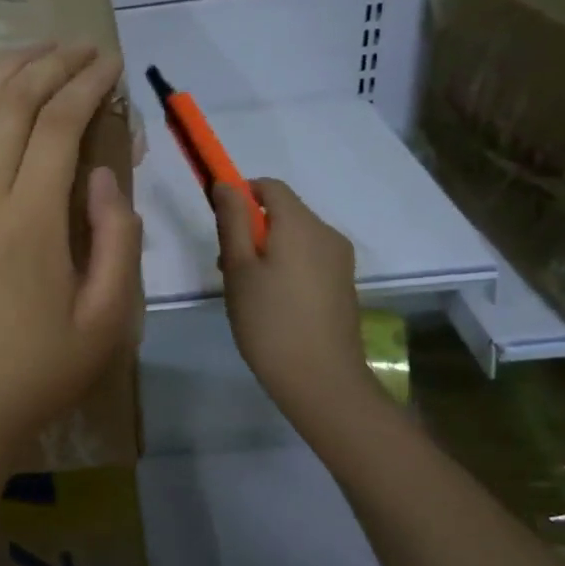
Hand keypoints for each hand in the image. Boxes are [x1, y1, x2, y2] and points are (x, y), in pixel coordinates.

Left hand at [0, 43, 140, 467]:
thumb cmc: (43, 368)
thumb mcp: (107, 318)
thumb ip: (117, 240)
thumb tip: (108, 175)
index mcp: (30, 222)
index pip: (59, 126)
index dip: (88, 85)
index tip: (112, 64)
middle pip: (13, 104)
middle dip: (52, 64)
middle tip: (84, 48)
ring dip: (5, 68)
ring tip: (38, 47)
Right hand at [215, 178, 380, 423]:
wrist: (321, 381)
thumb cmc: (269, 321)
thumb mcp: (239, 269)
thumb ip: (233, 222)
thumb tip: (227, 184)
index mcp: (300, 224)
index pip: (269, 187)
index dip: (241, 194)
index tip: (220, 223)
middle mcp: (327, 233)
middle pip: (284, 212)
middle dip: (252, 227)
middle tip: (227, 266)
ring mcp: (340, 260)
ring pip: (296, 238)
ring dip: (268, 249)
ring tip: (247, 290)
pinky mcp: (344, 284)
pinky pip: (310, 259)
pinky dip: (287, 266)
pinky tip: (273, 304)